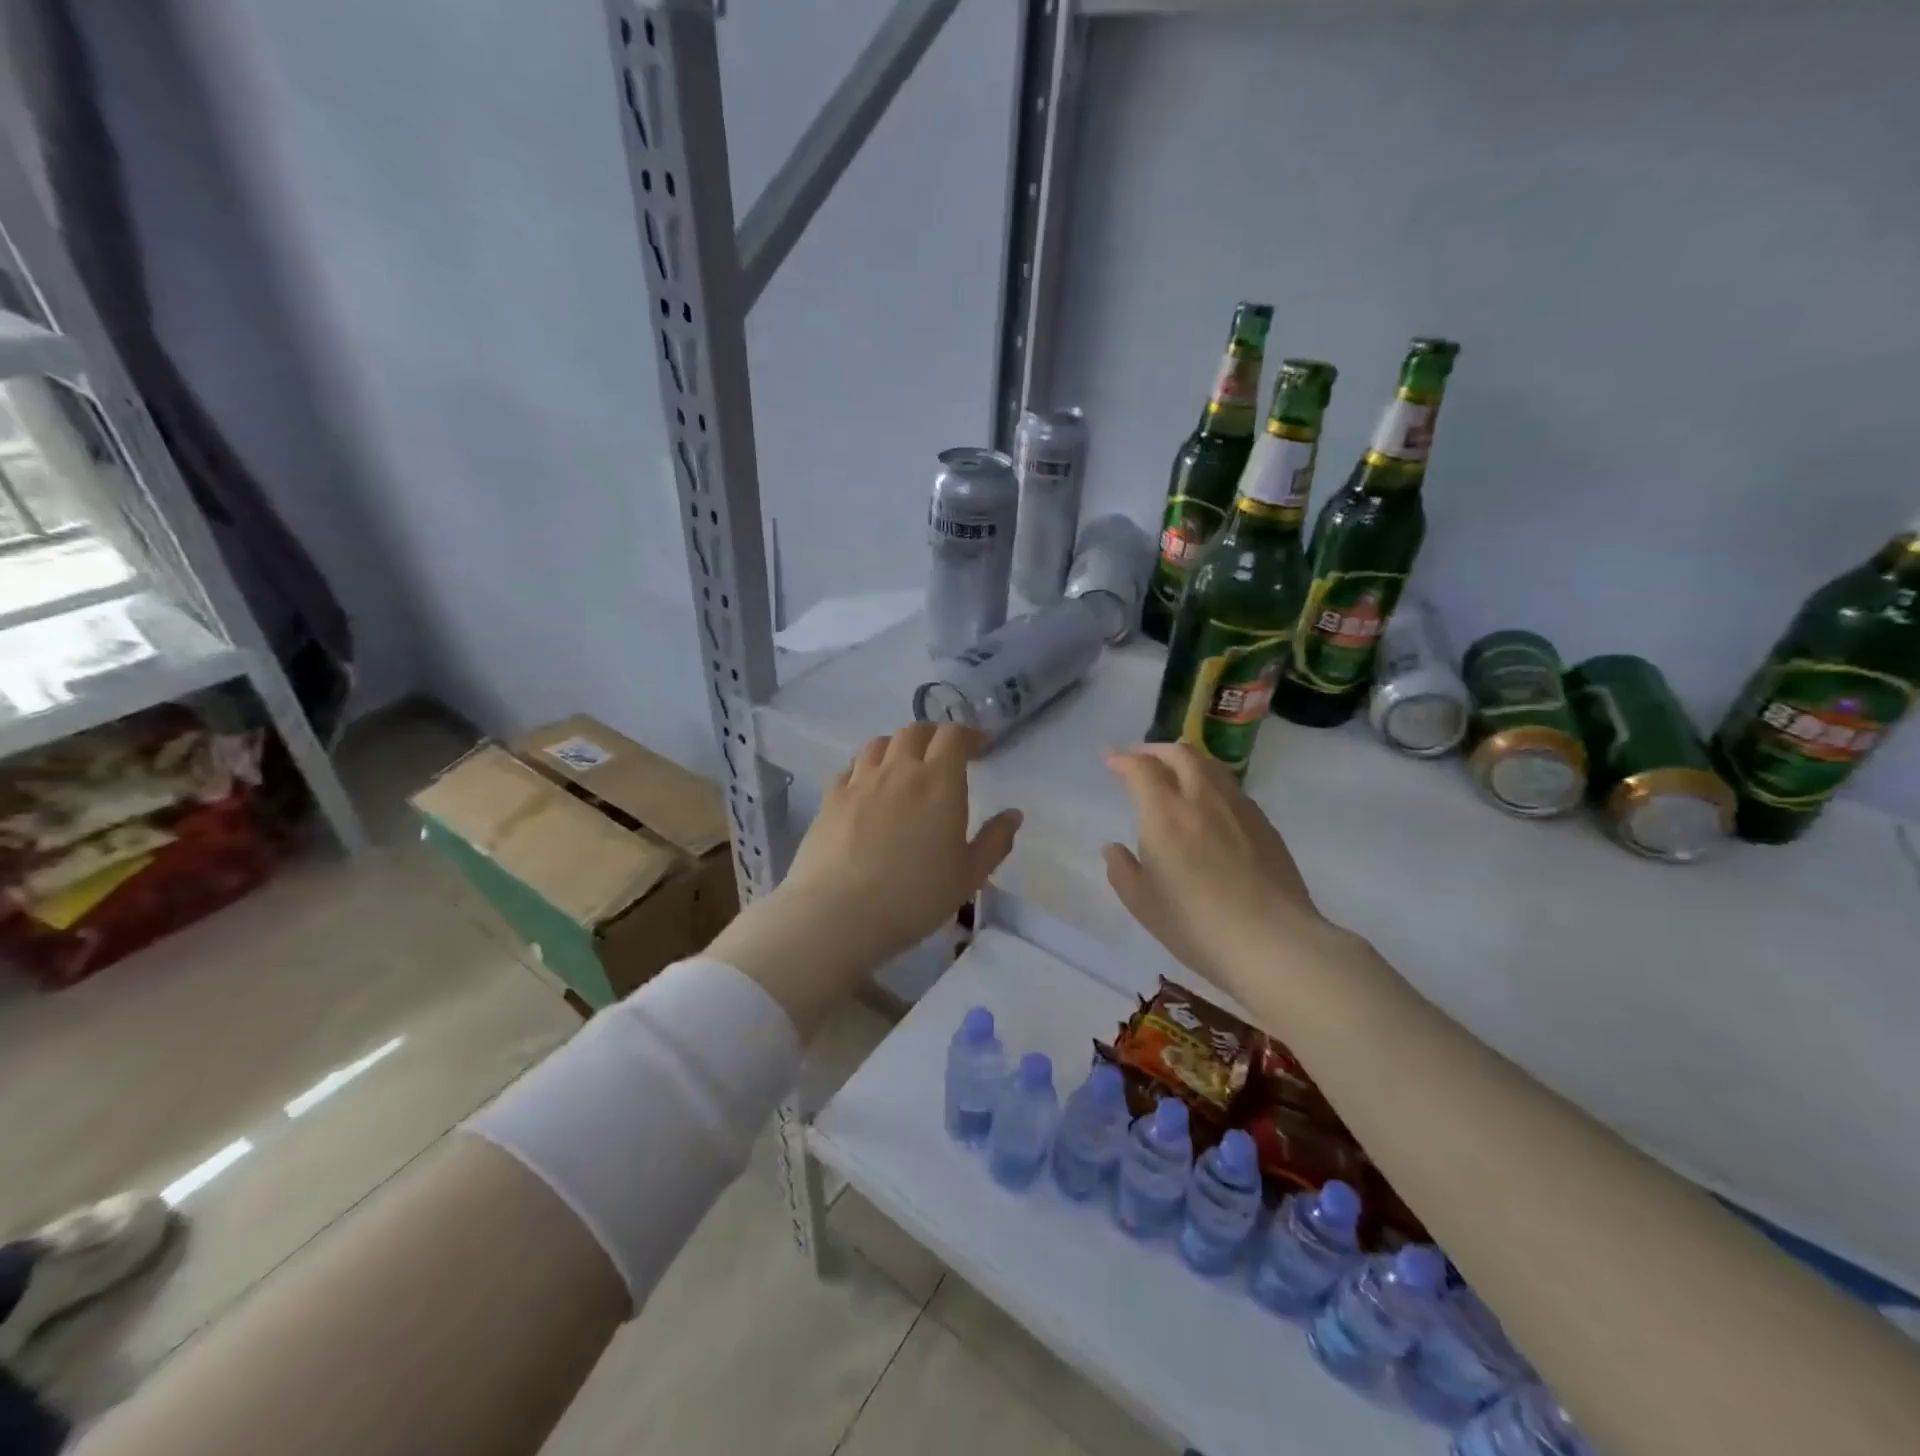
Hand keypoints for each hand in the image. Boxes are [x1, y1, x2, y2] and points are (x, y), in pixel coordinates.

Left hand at [708, 724, 1020, 1037]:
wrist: (837, 914)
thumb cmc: (913, 897)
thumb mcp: (968, 876)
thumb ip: (994, 842)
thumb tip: (1013, 815)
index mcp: (939, 781)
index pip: (953, 736)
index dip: (969, 735)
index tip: (981, 745)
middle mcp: (899, 769)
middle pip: (915, 731)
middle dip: (934, 735)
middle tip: (945, 753)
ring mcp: (860, 781)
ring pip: (879, 743)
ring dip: (898, 745)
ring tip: (905, 764)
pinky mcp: (830, 798)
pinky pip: (851, 768)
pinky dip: (866, 767)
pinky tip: (868, 787)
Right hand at [1103, 743, 1350, 1005]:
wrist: (1273, 942)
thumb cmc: (1196, 924)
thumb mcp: (1143, 904)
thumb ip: (1122, 870)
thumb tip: (1113, 848)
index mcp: (1166, 813)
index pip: (1142, 769)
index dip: (1123, 759)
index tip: (1111, 759)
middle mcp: (1203, 798)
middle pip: (1181, 753)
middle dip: (1156, 750)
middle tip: (1141, 759)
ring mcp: (1240, 808)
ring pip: (1211, 766)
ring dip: (1186, 761)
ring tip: (1175, 773)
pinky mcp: (1264, 825)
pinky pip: (1232, 788)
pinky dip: (1211, 783)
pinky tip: (1209, 806)